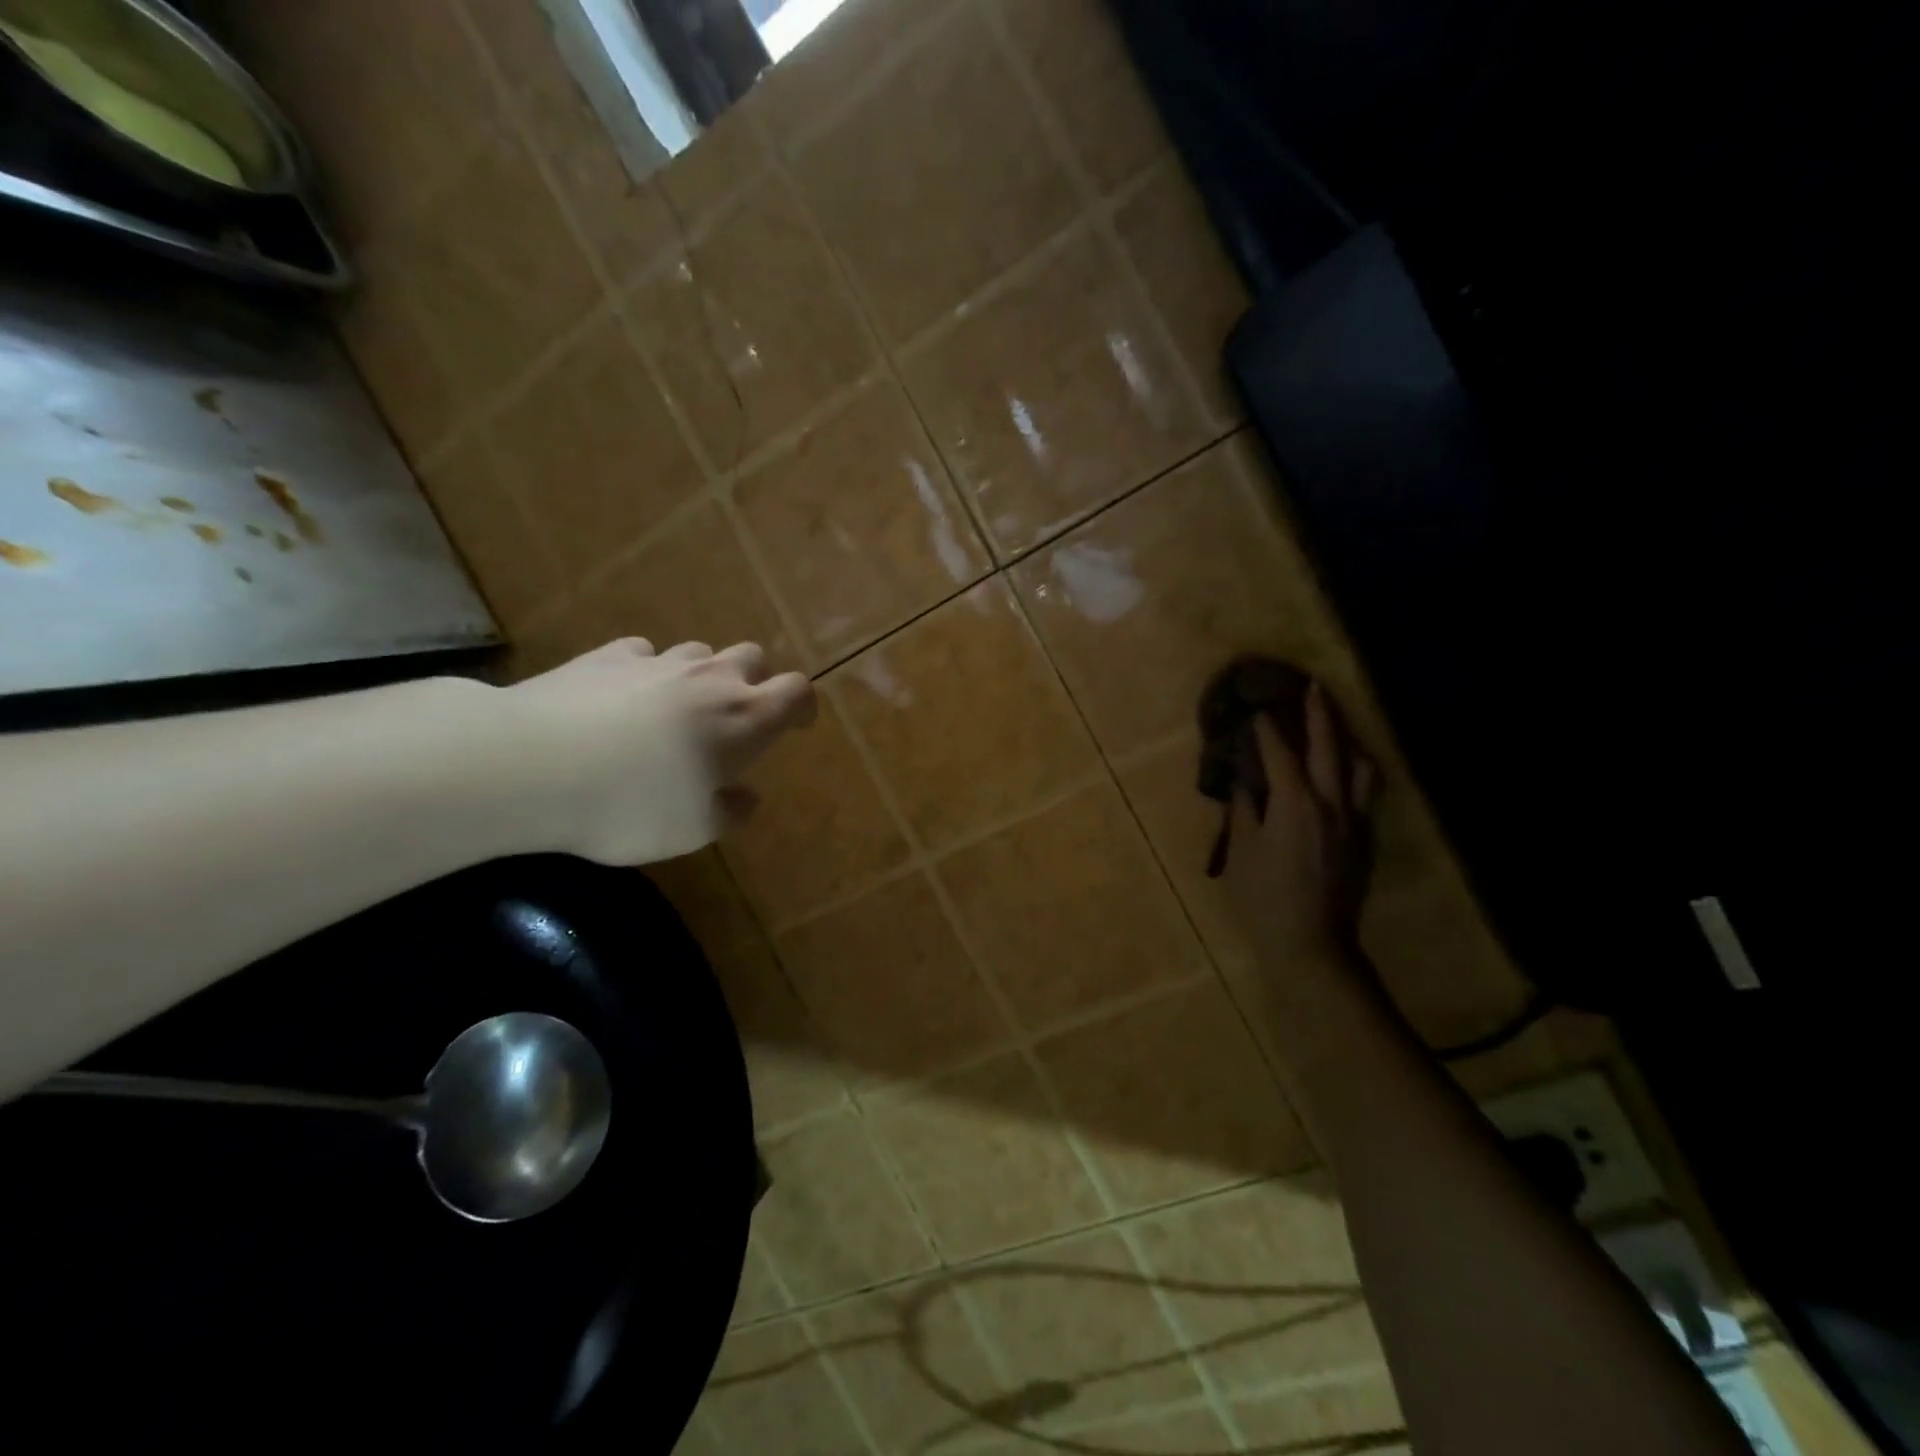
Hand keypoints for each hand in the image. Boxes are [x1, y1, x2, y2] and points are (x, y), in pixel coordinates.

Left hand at [502, 638, 815, 865]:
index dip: (803, 706)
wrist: (531, 764)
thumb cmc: (630, 804)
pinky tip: (625, 697)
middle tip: (734, 719)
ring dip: (701, 676)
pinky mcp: (607, 655)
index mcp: (744, 718)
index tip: (797, 726)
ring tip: (677, 711)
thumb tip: (744, 796)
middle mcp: (709, 679)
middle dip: (754, 682)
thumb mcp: (691, 831)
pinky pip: (643, 654)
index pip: (796, 691)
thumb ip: (728, 812)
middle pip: (752, 657)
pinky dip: (647, 672)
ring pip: (699, 652)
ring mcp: (657, 661)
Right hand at [1220, 681, 1377, 970]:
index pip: (1281, 754)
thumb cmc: (1265, 898)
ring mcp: (1354, 822)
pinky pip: (1366, 792)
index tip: (1257, 709)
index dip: (1267, 729)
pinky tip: (1343, 774)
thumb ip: (1245, 810)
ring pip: (1361, 768)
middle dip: (1319, 715)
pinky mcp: (1364, 840)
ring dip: (1347, 741)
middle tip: (1312, 688)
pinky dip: (1355, 771)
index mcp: (1296, 804)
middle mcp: (1332, 804)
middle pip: (1328, 748)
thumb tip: (1245, 782)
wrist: (1311, 945)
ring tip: (1337, 729)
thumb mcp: (1243, 851)